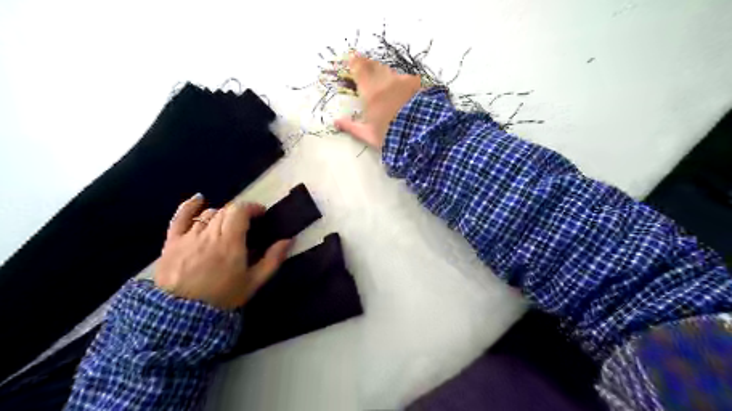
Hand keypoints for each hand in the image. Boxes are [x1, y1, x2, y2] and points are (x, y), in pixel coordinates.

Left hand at [156, 195, 289, 309]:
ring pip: (208, 214)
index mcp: (230, 242)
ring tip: (227, 226)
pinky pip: (180, 217)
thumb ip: (272, 259)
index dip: (252, 208)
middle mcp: (209, 234)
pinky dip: (189, 206)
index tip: (261, 214)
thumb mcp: (253, 282)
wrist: (182, 315)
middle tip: (248, 225)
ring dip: (222, 215)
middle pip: (226, 210)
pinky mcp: (172, 242)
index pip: (240, 211)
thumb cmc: (223, 297)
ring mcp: (188, 236)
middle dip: (240, 213)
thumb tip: (288, 240)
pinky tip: (199, 199)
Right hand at [333, 53, 420, 149]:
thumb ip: (351, 126)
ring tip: (380, 77)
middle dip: (367, 64)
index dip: (354, 62)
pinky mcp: (414, 83)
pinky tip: (400, 88)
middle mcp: (383, 82)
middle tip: (363, 64)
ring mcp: (400, 81)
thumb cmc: (389, 135)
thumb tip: (336, 122)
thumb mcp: (368, 135)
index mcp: (369, 93)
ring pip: (387, 70)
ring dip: (382, 71)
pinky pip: (403, 77)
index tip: (351, 58)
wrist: (418, 133)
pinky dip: (398, 80)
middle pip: (373, 65)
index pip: (359, 69)